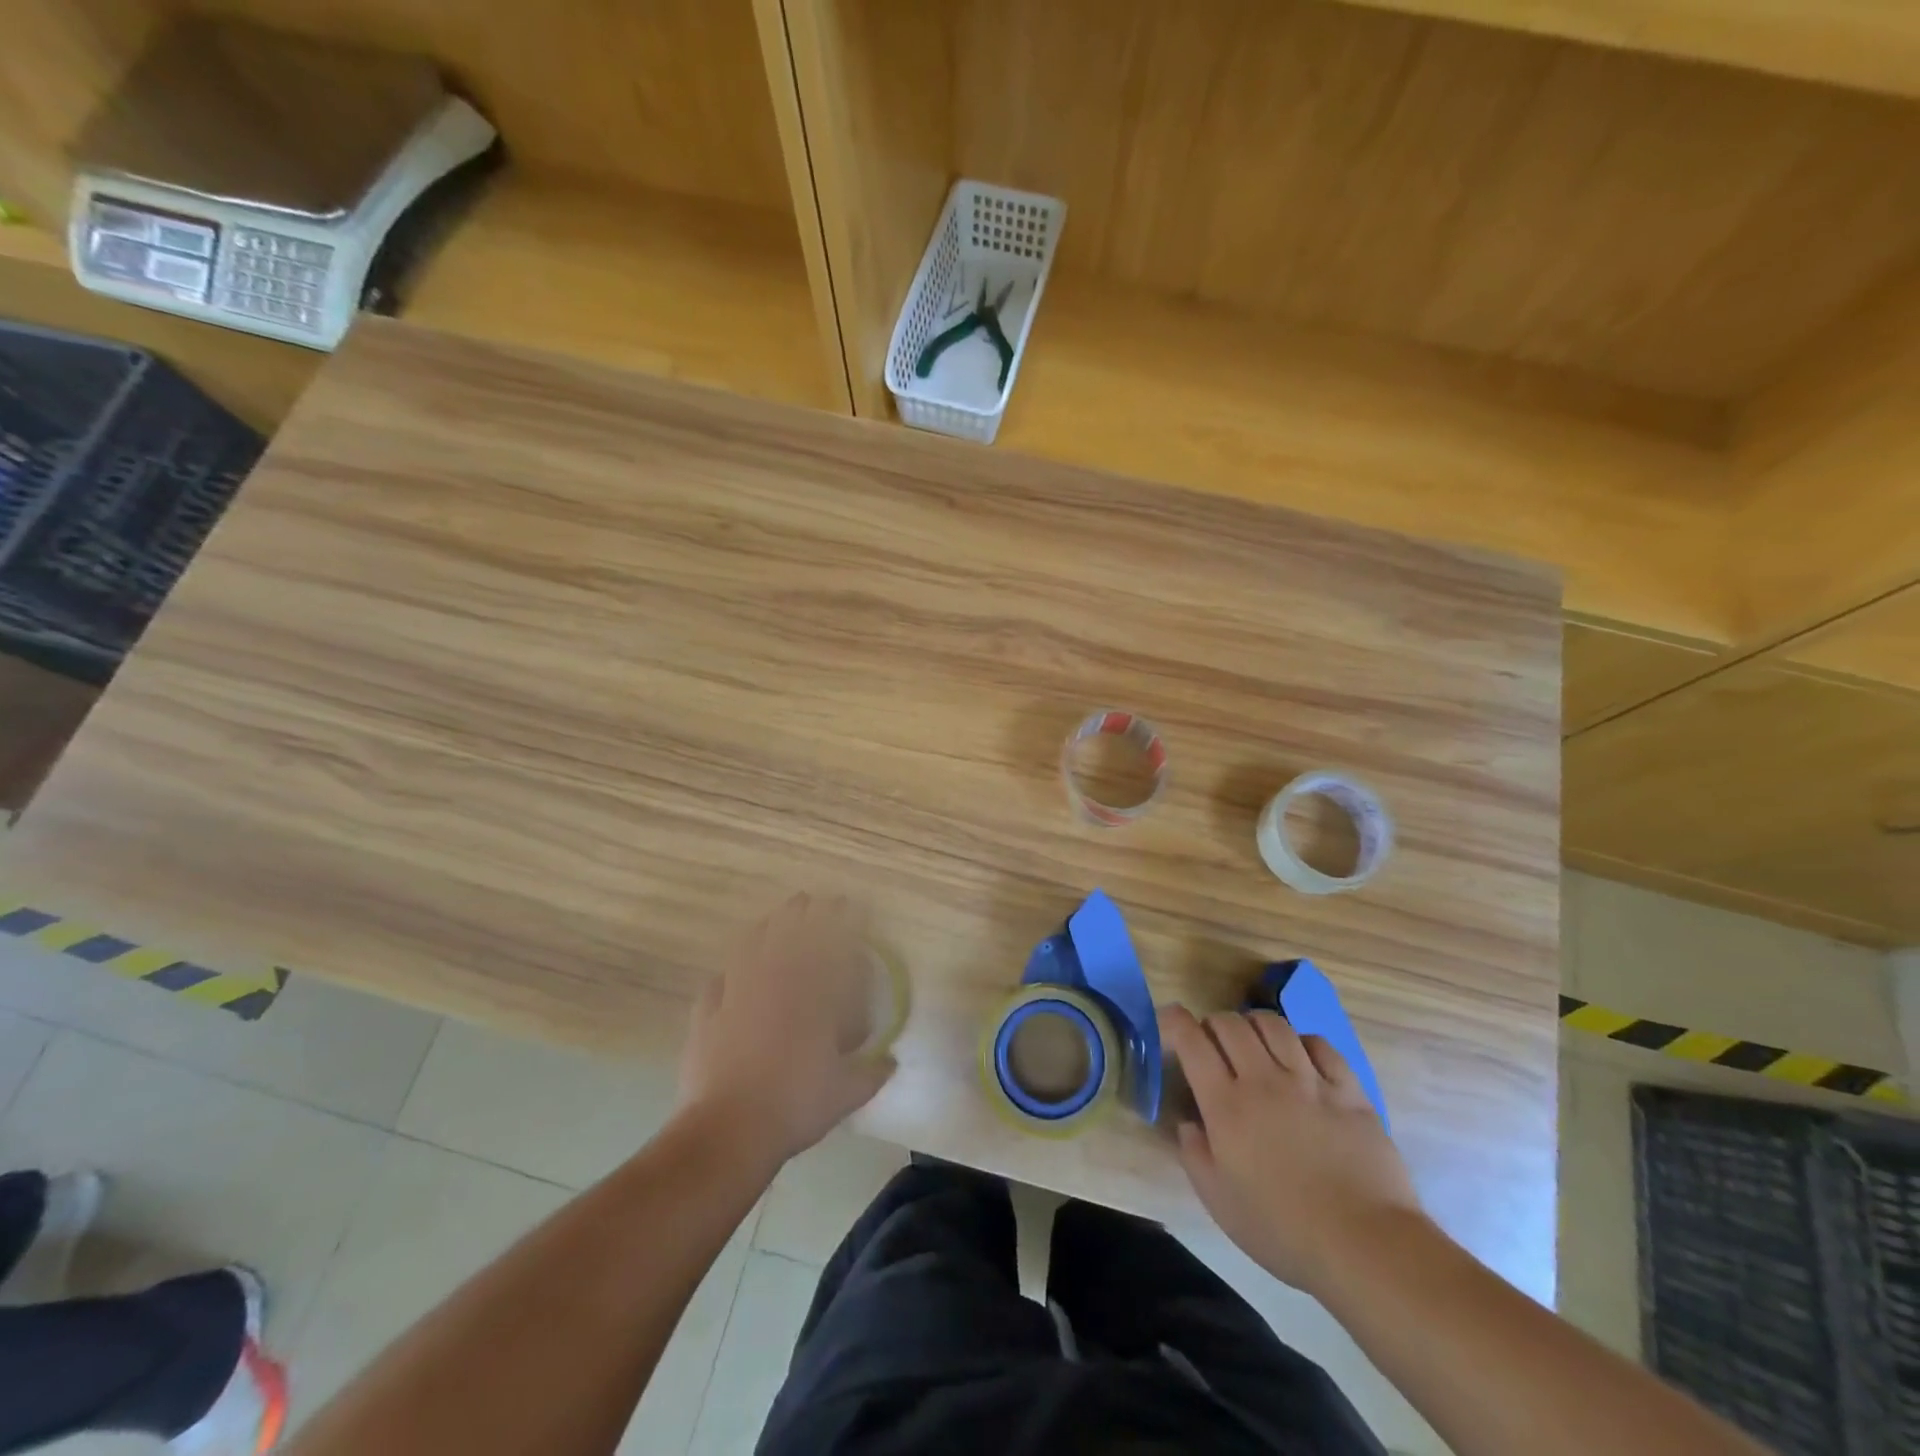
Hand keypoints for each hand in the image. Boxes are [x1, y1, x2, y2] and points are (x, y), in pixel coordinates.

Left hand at [677, 894, 895, 1167]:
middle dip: (801, 913)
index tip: (850, 904)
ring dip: (762, 930)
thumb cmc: (794, 1105)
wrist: (729, 1130)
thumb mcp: (846, 1093)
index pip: (828, 945)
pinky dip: (723, 975)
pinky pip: (714, 985)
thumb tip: (892, 1062)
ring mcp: (735, 997)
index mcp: (810, 997)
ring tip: (771, 920)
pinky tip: (725, 974)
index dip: (840, 921)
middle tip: (810, 900)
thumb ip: (872, 1073)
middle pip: (786, 935)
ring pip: (748, 949)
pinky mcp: (706, 1017)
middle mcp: (773, 986)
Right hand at [1161, 1005, 1425, 1293]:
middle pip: (1230, 1023)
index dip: (1174, 1021)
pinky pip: (1319, 1044)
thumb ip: (1194, 1155)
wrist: (1366, 1246)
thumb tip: (1187, 1123)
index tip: (1169, 1023)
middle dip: (1213, 1024)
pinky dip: (1301, 1041)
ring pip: (1273, 1025)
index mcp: (1226, 1105)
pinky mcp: (1348, 1090)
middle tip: (1213, 1044)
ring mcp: (1309, 1081)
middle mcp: (1263, 1080)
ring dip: (1254, 1025)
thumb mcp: (1219, 1202)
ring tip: (1254, 1043)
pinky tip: (1300, 1057)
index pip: (1191, 1040)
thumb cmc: (1283, 1230)